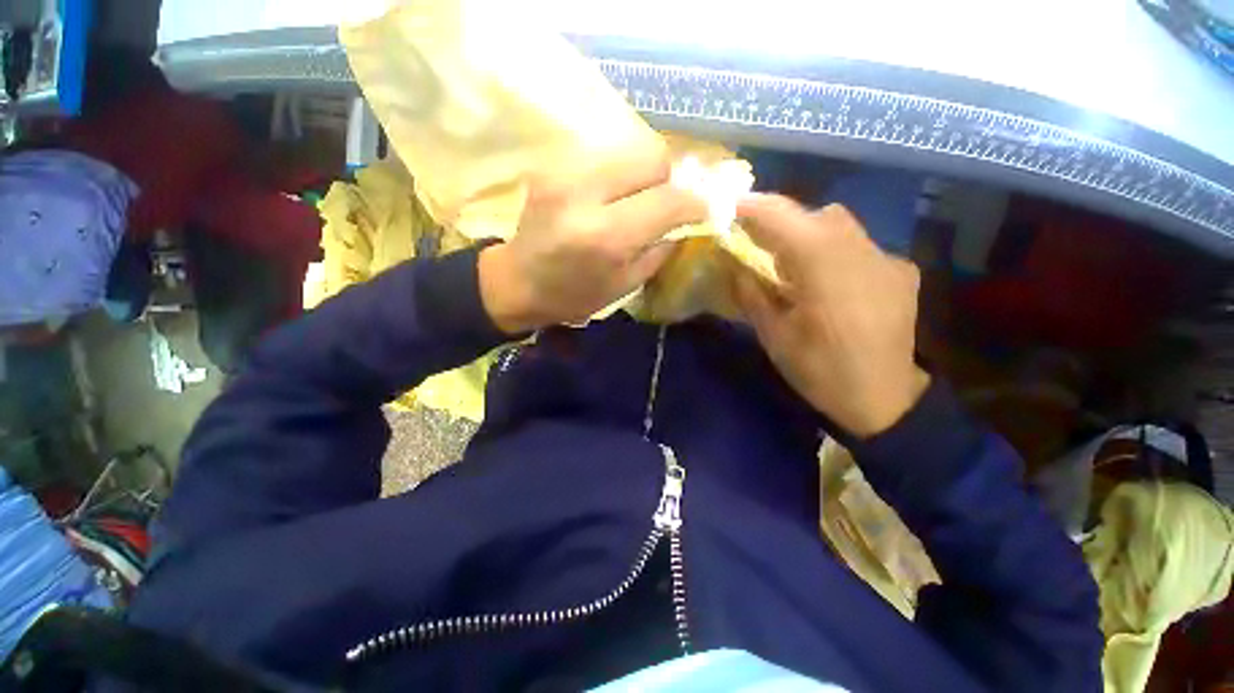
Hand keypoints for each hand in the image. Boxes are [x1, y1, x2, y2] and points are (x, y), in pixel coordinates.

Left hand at [479, 152, 706, 332]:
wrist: (517, 281)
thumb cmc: (573, 295)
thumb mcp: (625, 284)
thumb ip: (659, 248)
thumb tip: (685, 220)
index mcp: (606, 236)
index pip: (669, 199)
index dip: (696, 200)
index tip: (706, 207)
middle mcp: (585, 194)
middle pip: (652, 156)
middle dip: (669, 178)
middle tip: (666, 201)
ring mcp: (565, 172)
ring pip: (629, 148)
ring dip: (644, 174)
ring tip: (638, 199)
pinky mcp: (553, 165)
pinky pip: (605, 156)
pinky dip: (620, 173)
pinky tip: (612, 196)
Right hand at [733, 195, 929, 437]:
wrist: (885, 401)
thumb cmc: (820, 371)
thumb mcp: (774, 335)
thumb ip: (752, 293)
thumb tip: (735, 264)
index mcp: (823, 265)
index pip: (782, 217)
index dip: (752, 207)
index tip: (728, 207)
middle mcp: (860, 249)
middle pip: (815, 214)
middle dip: (781, 220)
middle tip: (757, 241)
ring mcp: (886, 258)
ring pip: (840, 226)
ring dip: (809, 235)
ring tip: (792, 264)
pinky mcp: (901, 271)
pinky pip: (859, 247)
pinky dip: (835, 252)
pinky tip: (829, 282)